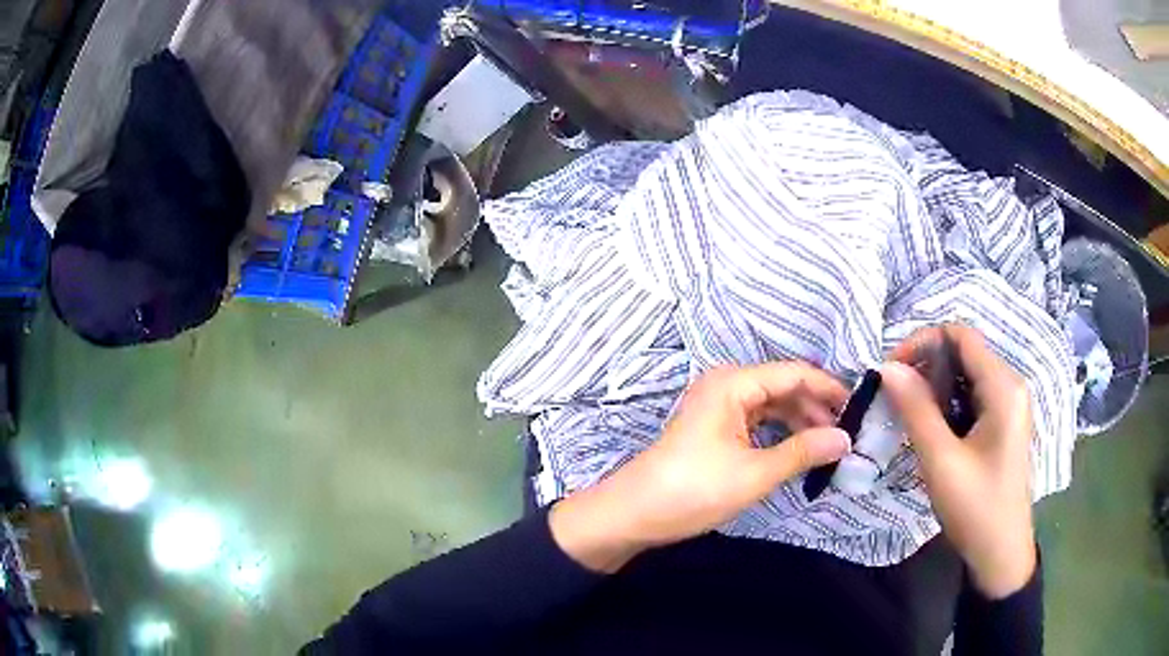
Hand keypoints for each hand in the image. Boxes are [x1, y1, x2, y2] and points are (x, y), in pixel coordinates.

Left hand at [550, 363, 850, 572]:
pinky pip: (757, 420)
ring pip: (771, 404)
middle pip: (783, 386)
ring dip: (800, 421)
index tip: (858, 408)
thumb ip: (803, 452)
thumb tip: (845, 439)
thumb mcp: (755, 473)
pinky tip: (799, 448)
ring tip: (828, 443)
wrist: (634, 513)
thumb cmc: (694, 490)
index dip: (829, 388)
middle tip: (847, 432)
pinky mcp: (715, 427)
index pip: (794, 373)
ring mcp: (718, 406)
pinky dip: (780, 432)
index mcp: (734, 383)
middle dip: (816, 407)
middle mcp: (726, 385)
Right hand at [880, 324, 1036, 598]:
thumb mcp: (942, 462)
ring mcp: (1009, 405)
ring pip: (966, 375)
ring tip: (908, 415)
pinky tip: (932, 429)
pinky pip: (972, 397)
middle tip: (894, 398)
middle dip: (926, 366)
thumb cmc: (976, 509)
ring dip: (934, 387)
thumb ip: (917, 410)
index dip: (922, 342)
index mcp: (1003, 387)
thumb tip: (888, 367)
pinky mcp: (1004, 423)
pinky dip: (947, 404)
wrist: (1000, 555)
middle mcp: (1010, 385)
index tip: (891, 372)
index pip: (961, 336)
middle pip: (964, 352)